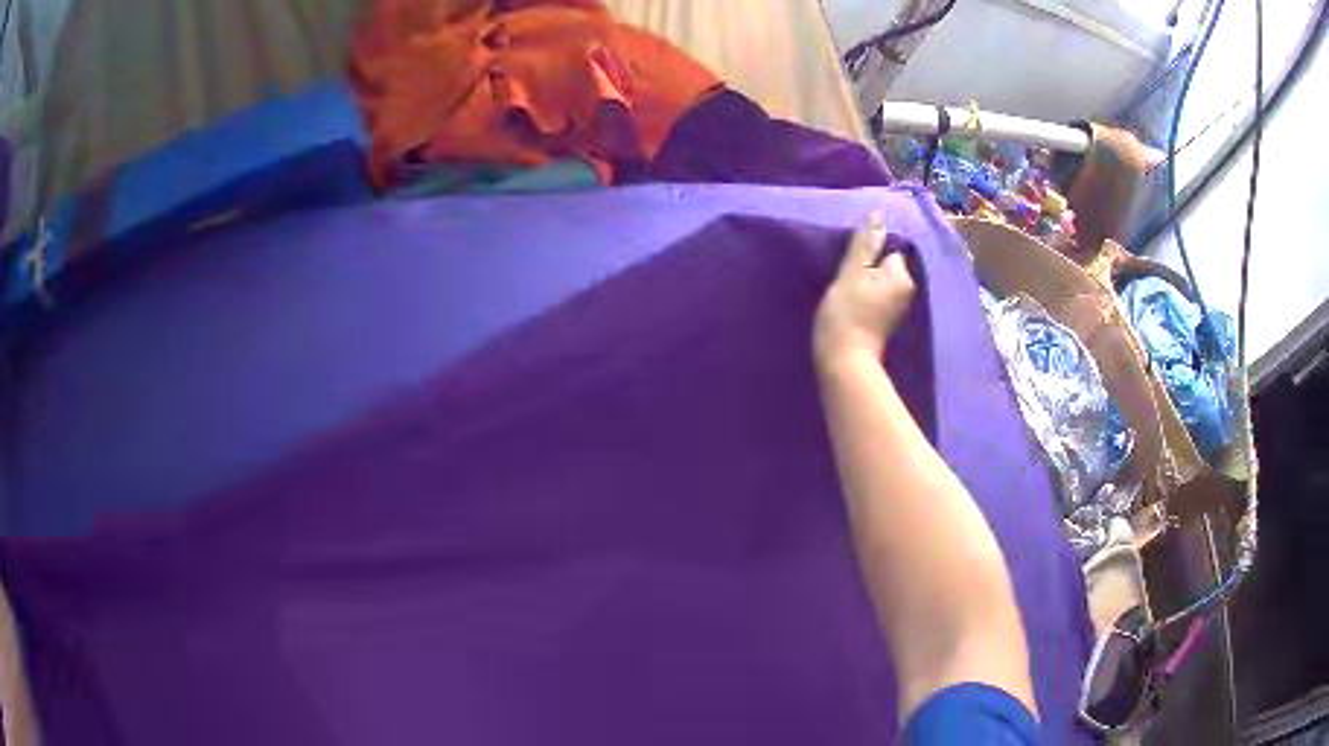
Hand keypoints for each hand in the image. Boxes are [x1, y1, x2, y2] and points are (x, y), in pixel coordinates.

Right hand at [813, 211, 916, 369]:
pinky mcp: (887, 324)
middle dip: (870, 270)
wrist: (843, 361)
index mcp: (903, 277)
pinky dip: (867, 301)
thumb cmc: (846, 313)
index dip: (869, 256)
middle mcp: (907, 292)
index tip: (853, 268)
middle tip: (847, 282)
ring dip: (866, 285)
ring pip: (881, 284)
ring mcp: (898, 310)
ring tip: (848, 295)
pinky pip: (878, 300)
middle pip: (887, 267)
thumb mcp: (852, 272)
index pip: (889, 251)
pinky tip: (853, 309)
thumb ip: (865, 243)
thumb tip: (878, 213)